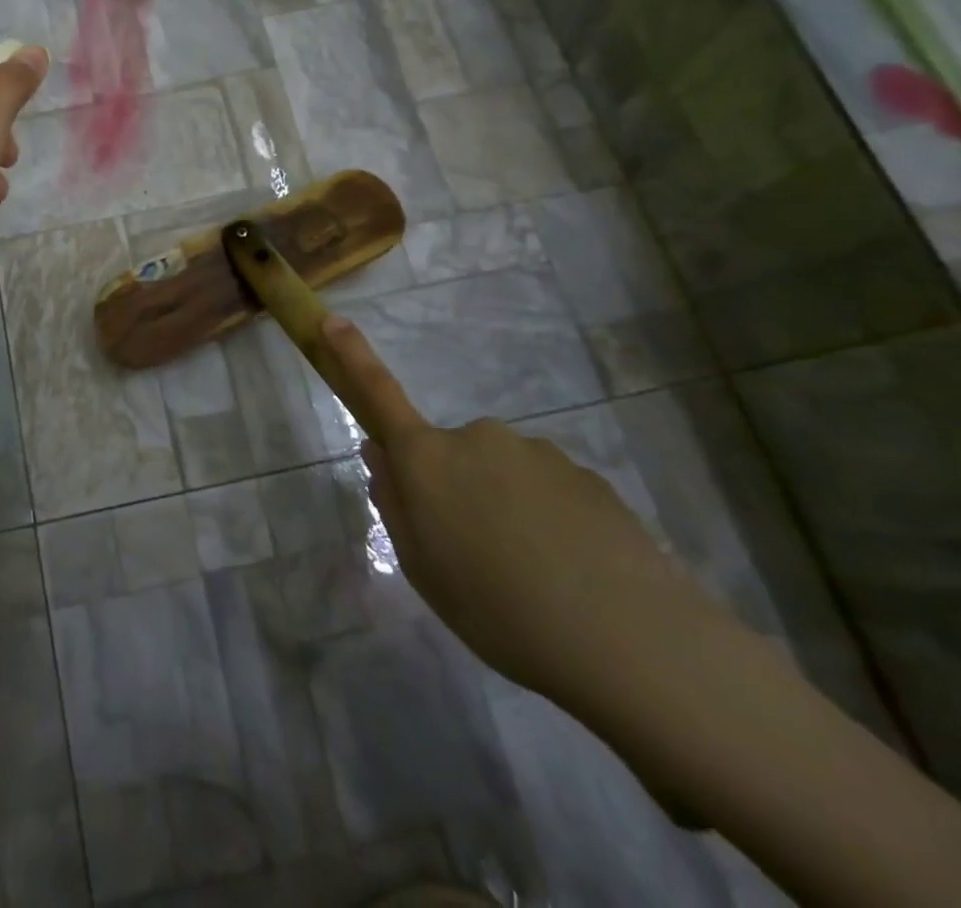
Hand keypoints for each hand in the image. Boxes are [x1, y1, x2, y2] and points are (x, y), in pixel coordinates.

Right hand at [318, 314, 738, 719]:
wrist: (628, 638)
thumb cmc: (498, 609)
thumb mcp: (424, 569)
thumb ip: (396, 506)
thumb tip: (381, 458)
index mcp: (428, 459)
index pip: (379, 395)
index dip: (352, 355)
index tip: (331, 321)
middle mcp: (478, 438)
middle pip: (451, 453)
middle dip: (455, 488)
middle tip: (475, 555)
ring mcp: (536, 452)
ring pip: (503, 473)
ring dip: (505, 508)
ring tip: (533, 578)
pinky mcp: (585, 475)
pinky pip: (548, 490)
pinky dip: (549, 521)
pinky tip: (572, 574)